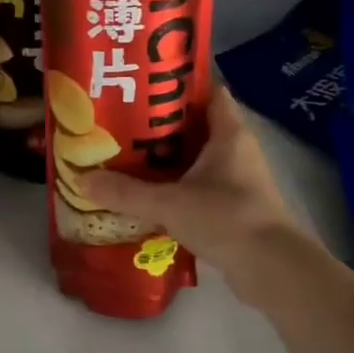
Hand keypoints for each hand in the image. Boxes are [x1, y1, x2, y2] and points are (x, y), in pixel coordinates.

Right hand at [80, 85, 313, 292]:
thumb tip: (82, 180)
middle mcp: (237, 148)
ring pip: (198, 156)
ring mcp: (239, 178)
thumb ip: (126, 193)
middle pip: (197, 124)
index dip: (178, 83)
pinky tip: (150, 191)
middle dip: (162, 123)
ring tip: (129, 154)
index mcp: (229, 132)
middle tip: (123, 120)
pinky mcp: (235, 204)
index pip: (208, 91)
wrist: (271, 268)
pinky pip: (201, 183)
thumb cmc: (226, 218)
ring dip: (169, 156)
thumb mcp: (169, 203)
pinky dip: (178, 183)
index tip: (144, 83)